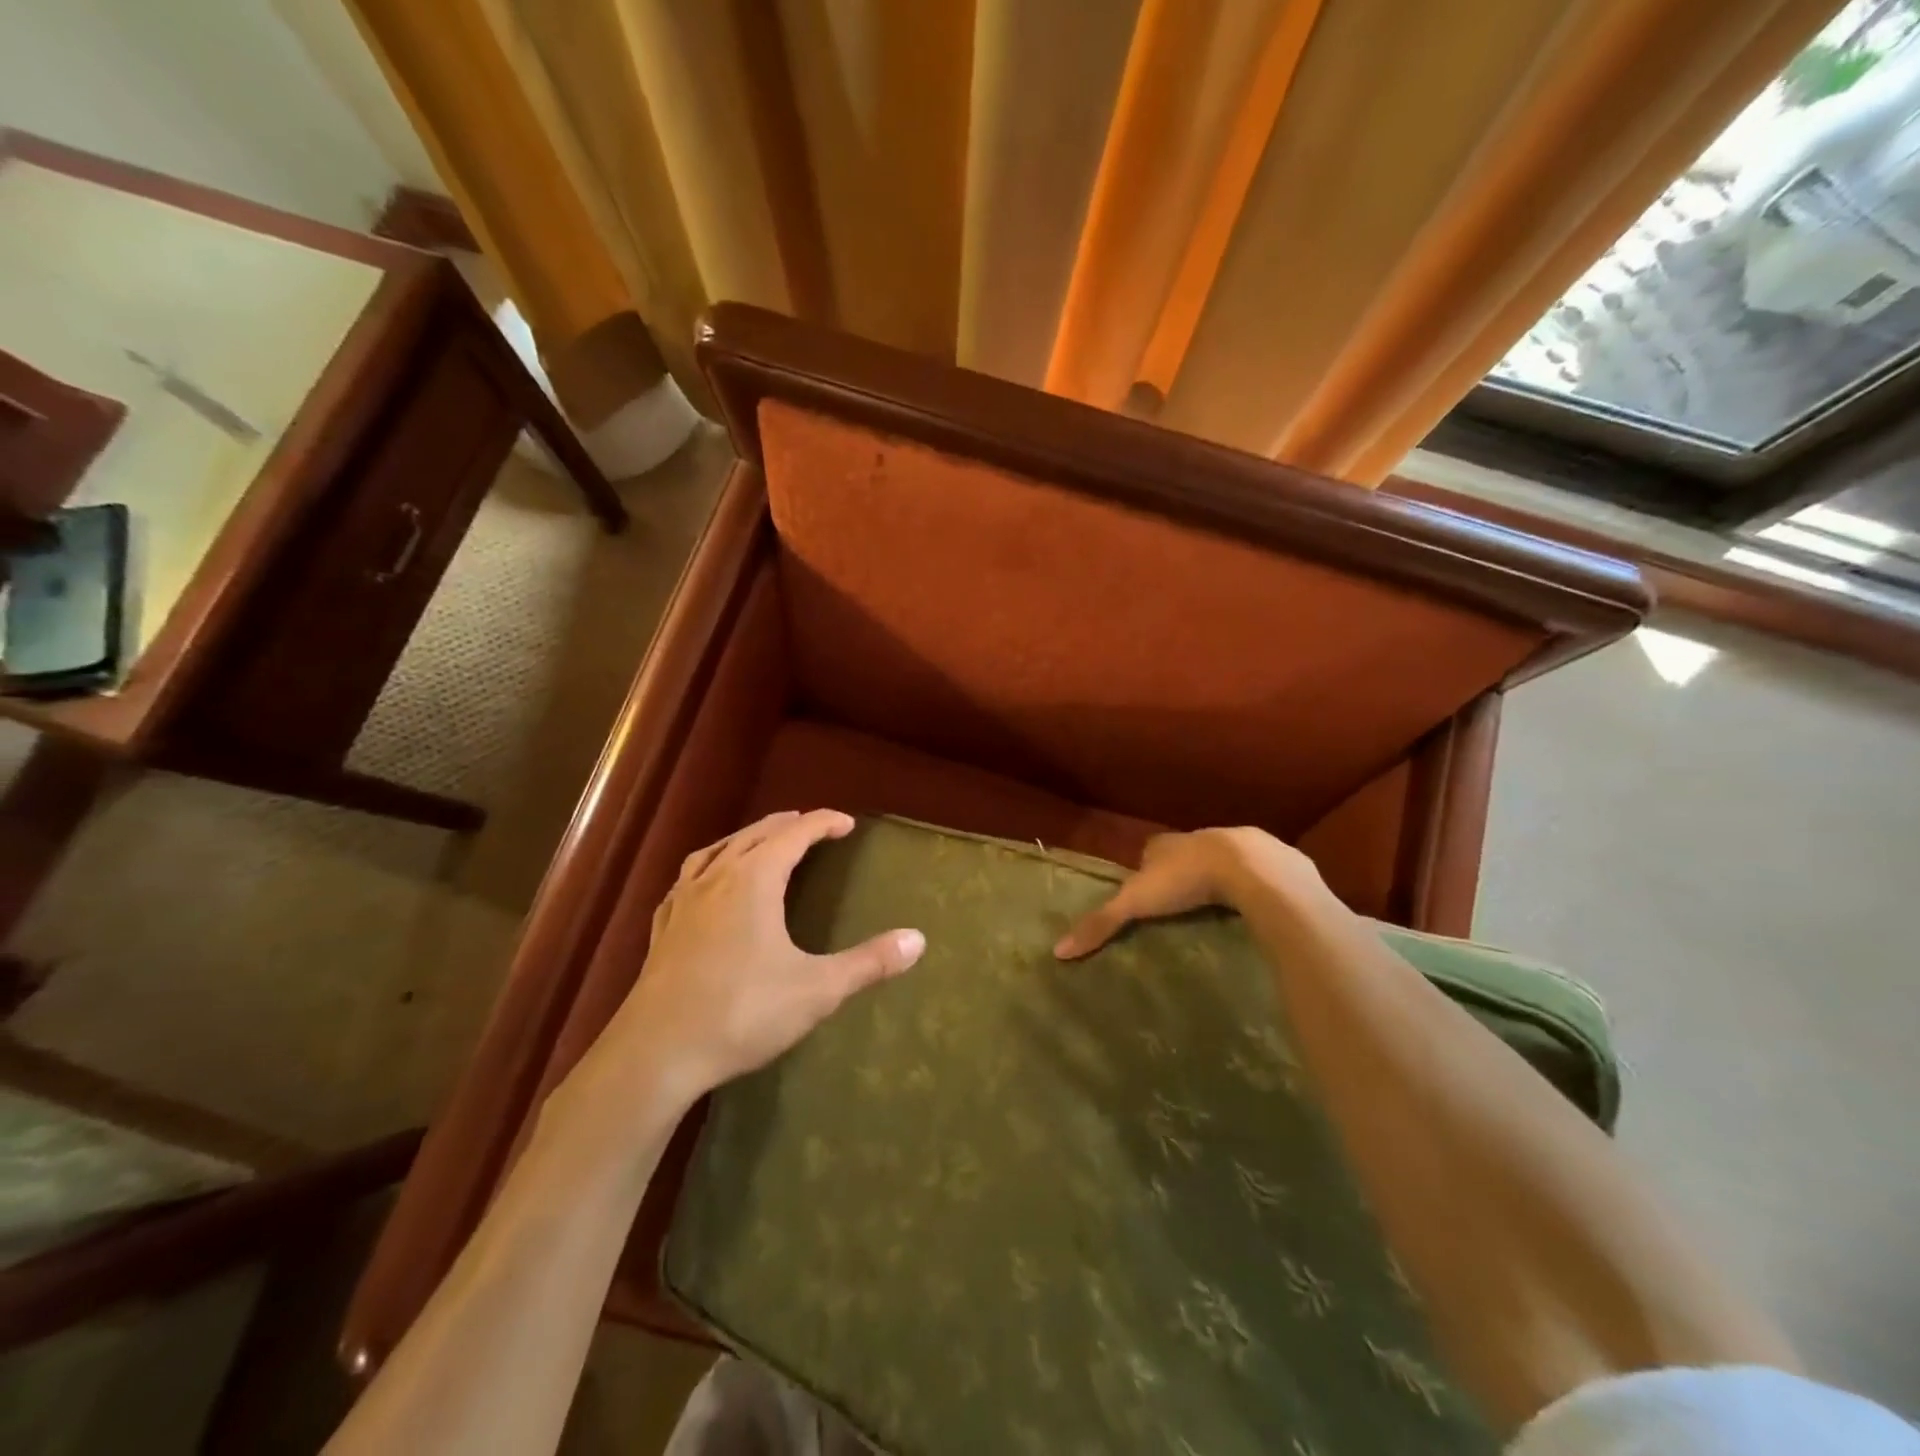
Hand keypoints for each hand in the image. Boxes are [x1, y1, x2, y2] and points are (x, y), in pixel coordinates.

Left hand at [596, 811, 924, 1105]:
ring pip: (717, 851)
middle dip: (786, 826)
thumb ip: (868, 963)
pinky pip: (687, 880)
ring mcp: (684, 902)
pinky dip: (707, 868)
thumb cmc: (742, 1012)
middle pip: (755, 834)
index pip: (795, 835)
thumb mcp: (817, 990)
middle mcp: (717, 878)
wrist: (656, 1052)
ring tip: (759, 842)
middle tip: (810, 826)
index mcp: (755, 880)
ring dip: (744, 839)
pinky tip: (705, 885)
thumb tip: (918, 939)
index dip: (823, 823)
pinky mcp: (663, 929)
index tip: (846, 823)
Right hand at [1053, 827, 1313, 958]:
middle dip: (1181, 872)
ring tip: (1213, 907)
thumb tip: (1058, 950)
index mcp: (1165, 844)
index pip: (1149, 851)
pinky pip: (1254, 874)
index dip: (1145, 868)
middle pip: (1183, 855)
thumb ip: (1102, 923)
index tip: (1144, 891)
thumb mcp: (1136, 902)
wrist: (1251, 867)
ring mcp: (1235, 848)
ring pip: (1220, 862)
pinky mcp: (1268, 862)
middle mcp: (1197, 839)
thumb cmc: (1186, 878)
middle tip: (1178, 902)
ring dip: (1216, 878)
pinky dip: (1249, 887)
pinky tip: (1251, 906)